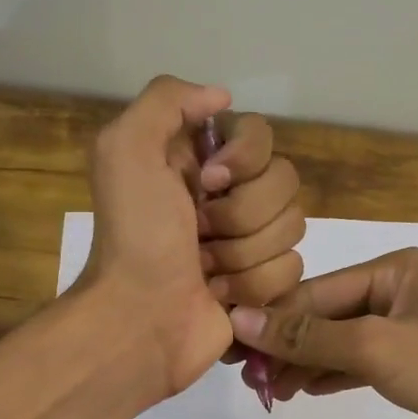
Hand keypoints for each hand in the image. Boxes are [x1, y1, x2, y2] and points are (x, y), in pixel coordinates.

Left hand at [78, 76, 304, 399]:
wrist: (140, 320)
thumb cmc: (135, 236)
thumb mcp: (125, 149)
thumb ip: (167, 100)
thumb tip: (222, 98)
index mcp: (200, 161)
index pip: (261, 135)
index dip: (245, 158)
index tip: (208, 181)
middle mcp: (230, 196)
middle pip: (285, 182)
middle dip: (241, 214)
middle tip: (198, 234)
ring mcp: (250, 242)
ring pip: (292, 227)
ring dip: (243, 254)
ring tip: (205, 271)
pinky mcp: (265, 284)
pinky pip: (292, 270)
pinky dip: (253, 287)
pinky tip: (221, 297)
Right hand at [227, 249, 417, 418]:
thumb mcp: (376, 347)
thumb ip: (309, 335)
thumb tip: (241, 318)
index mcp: (394, 268)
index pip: (317, 291)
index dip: (272, 319)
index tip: (231, 346)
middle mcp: (399, 291)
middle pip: (326, 314)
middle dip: (287, 344)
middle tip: (247, 378)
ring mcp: (408, 329)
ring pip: (340, 341)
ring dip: (304, 363)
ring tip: (267, 390)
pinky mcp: (415, 365)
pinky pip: (360, 363)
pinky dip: (331, 375)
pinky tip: (302, 390)